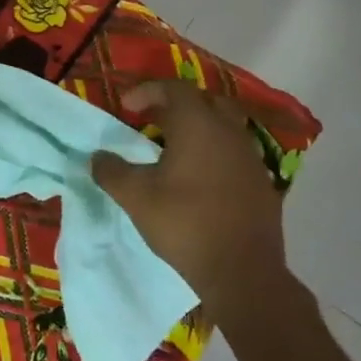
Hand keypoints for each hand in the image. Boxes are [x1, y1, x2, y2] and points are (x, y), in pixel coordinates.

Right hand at [91, 80, 294, 316]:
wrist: (242, 271)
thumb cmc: (184, 224)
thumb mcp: (136, 197)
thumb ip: (112, 171)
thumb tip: (98, 157)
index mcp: (198, 126)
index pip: (174, 89)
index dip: (147, 91)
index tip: (126, 106)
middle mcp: (229, 133)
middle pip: (204, 101)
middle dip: (176, 105)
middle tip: (151, 120)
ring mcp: (250, 157)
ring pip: (224, 127)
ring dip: (198, 129)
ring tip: (173, 149)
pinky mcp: (262, 183)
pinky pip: (235, 153)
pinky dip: (214, 153)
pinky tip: (198, 178)